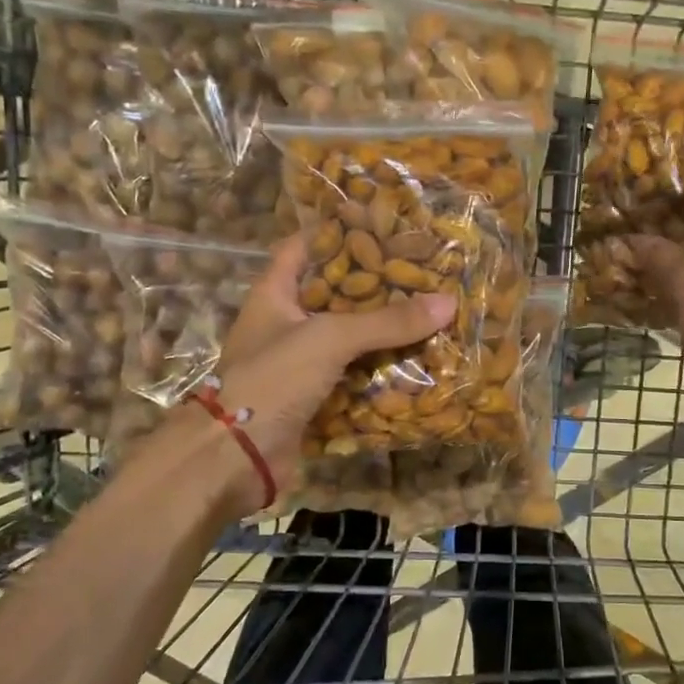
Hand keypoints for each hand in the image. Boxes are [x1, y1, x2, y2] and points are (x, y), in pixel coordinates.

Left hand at [205, 235, 455, 501]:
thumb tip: (447, 302)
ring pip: (348, 340)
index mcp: (275, 293)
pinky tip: (417, 365)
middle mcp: (286, 323)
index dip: (339, 233)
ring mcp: (298, 363)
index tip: (384, 226)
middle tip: (423, 275)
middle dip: (377, 288)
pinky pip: (352, 378)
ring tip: (430, 315)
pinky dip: (380, 374)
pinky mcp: (312, 398)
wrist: (236, 457)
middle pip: (335, 295)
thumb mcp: (330, 338)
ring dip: (383, 334)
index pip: (305, 247)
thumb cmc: (273, 379)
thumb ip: (387, 321)